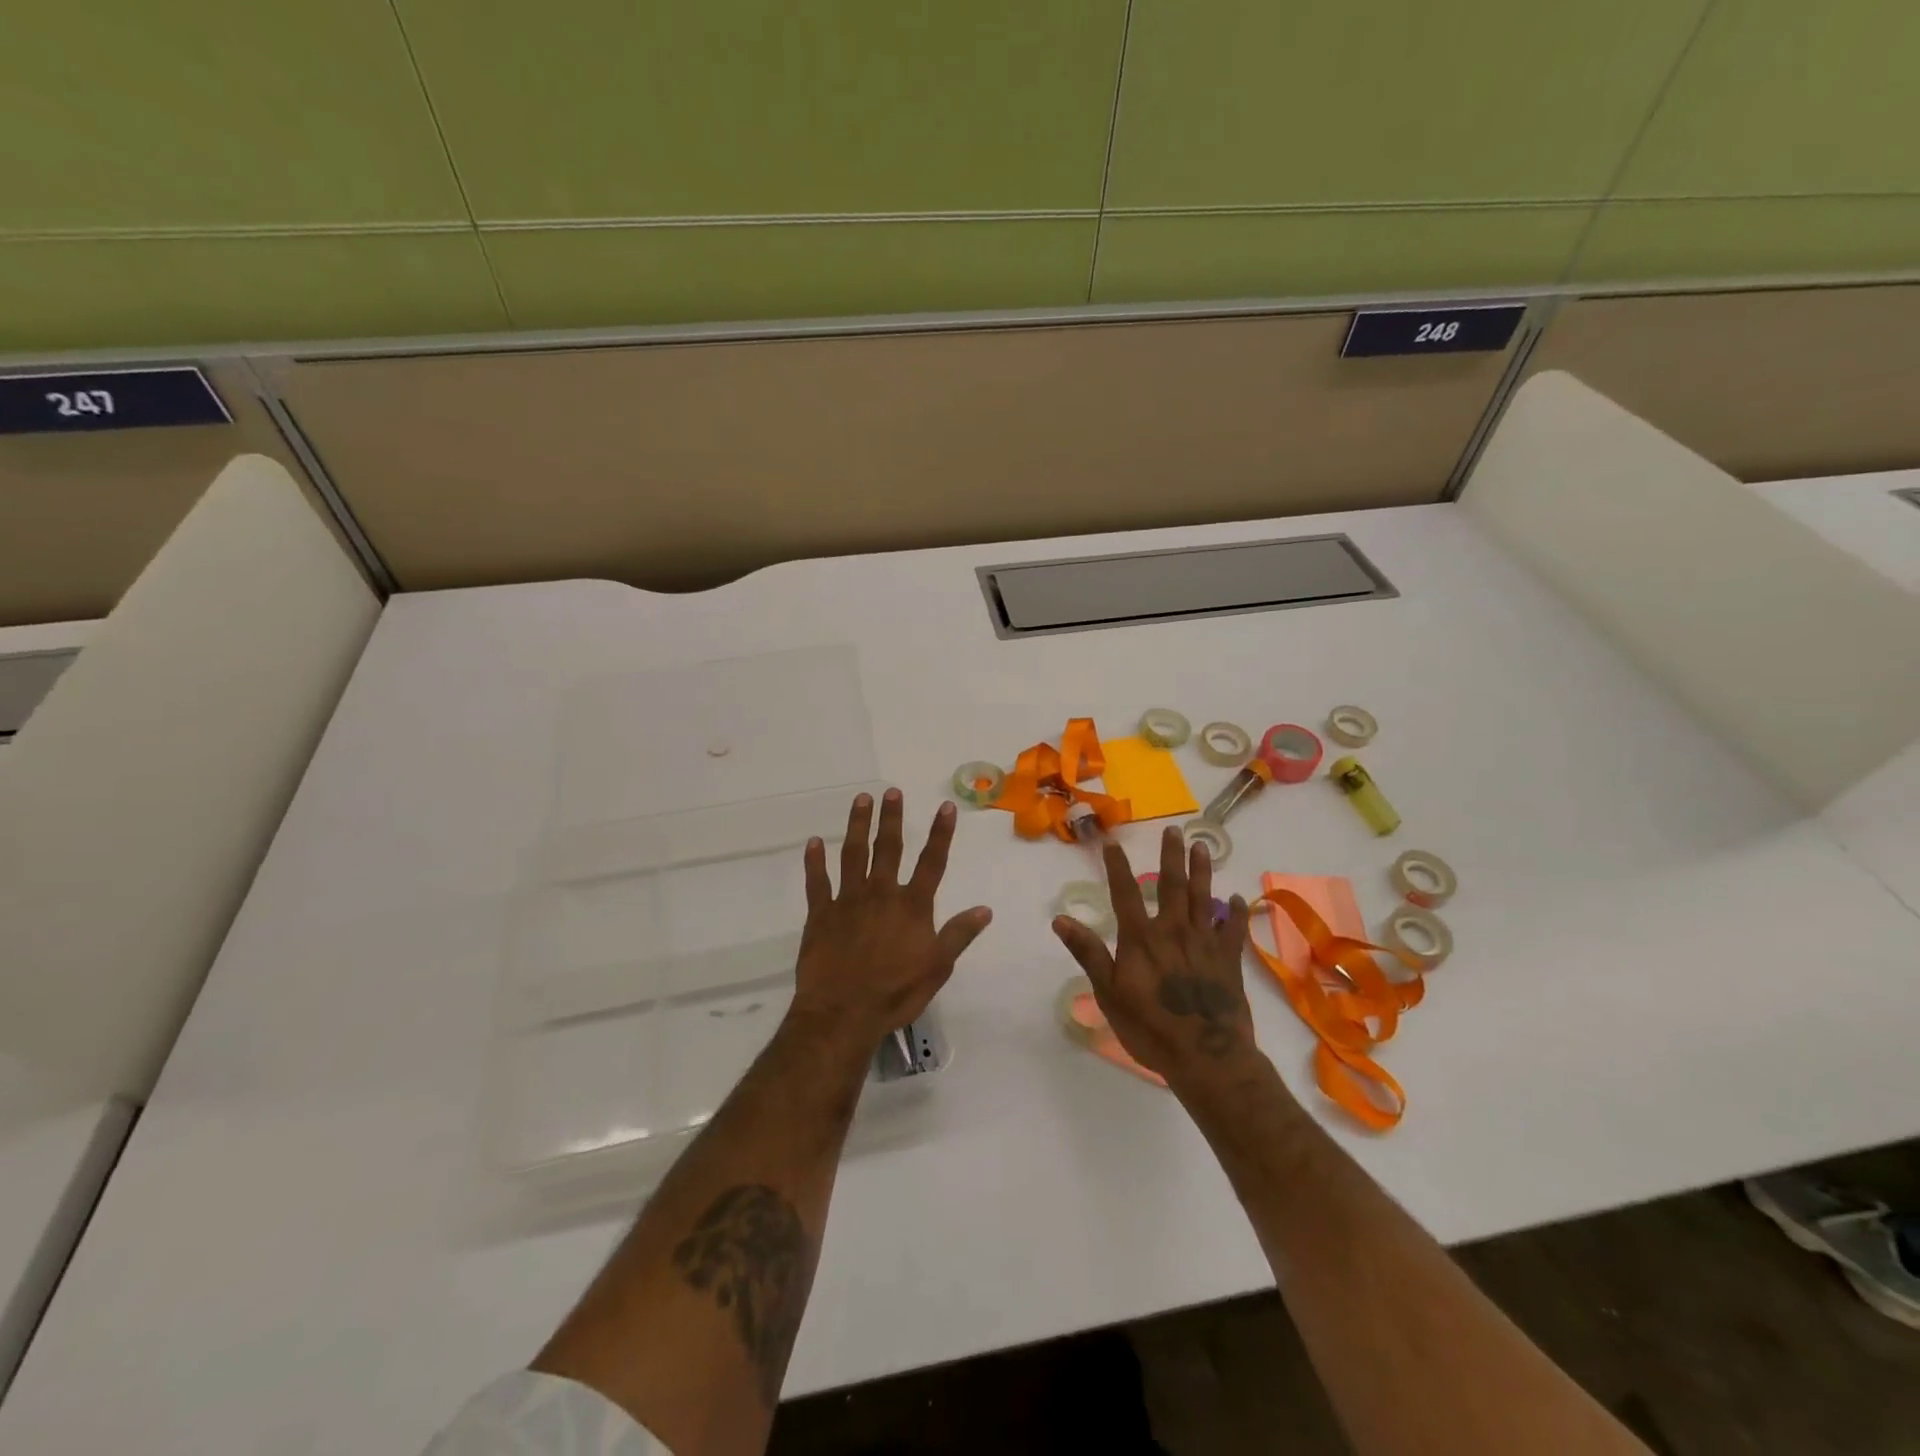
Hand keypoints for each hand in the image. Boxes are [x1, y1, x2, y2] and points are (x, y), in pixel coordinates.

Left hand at [791, 790, 991, 1050]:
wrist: (842, 1014)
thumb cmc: (895, 993)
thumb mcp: (938, 968)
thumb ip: (959, 935)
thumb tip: (985, 909)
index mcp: (912, 906)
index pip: (932, 862)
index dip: (941, 833)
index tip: (945, 806)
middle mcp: (881, 894)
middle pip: (888, 848)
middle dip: (891, 818)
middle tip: (891, 792)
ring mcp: (848, 901)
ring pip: (853, 854)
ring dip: (857, 825)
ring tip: (860, 800)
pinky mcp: (820, 914)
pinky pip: (817, 881)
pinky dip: (814, 861)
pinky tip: (813, 842)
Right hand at [1052, 827, 1262, 1094]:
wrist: (1206, 1057)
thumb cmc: (1150, 1028)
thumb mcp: (1109, 993)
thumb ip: (1089, 953)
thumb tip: (1060, 919)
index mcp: (1142, 938)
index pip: (1125, 893)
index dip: (1117, 867)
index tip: (1113, 842)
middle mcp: (1174, 931)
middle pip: (1173, 885)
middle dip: (1172, 856)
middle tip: (1175, 830)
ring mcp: (1205, 943)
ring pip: (1205, 898)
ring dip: (1202, 871)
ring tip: (1202, 846)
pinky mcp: (1229, 961)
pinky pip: (1234, 930)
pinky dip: (1236, 913)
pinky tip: (1238, 899)